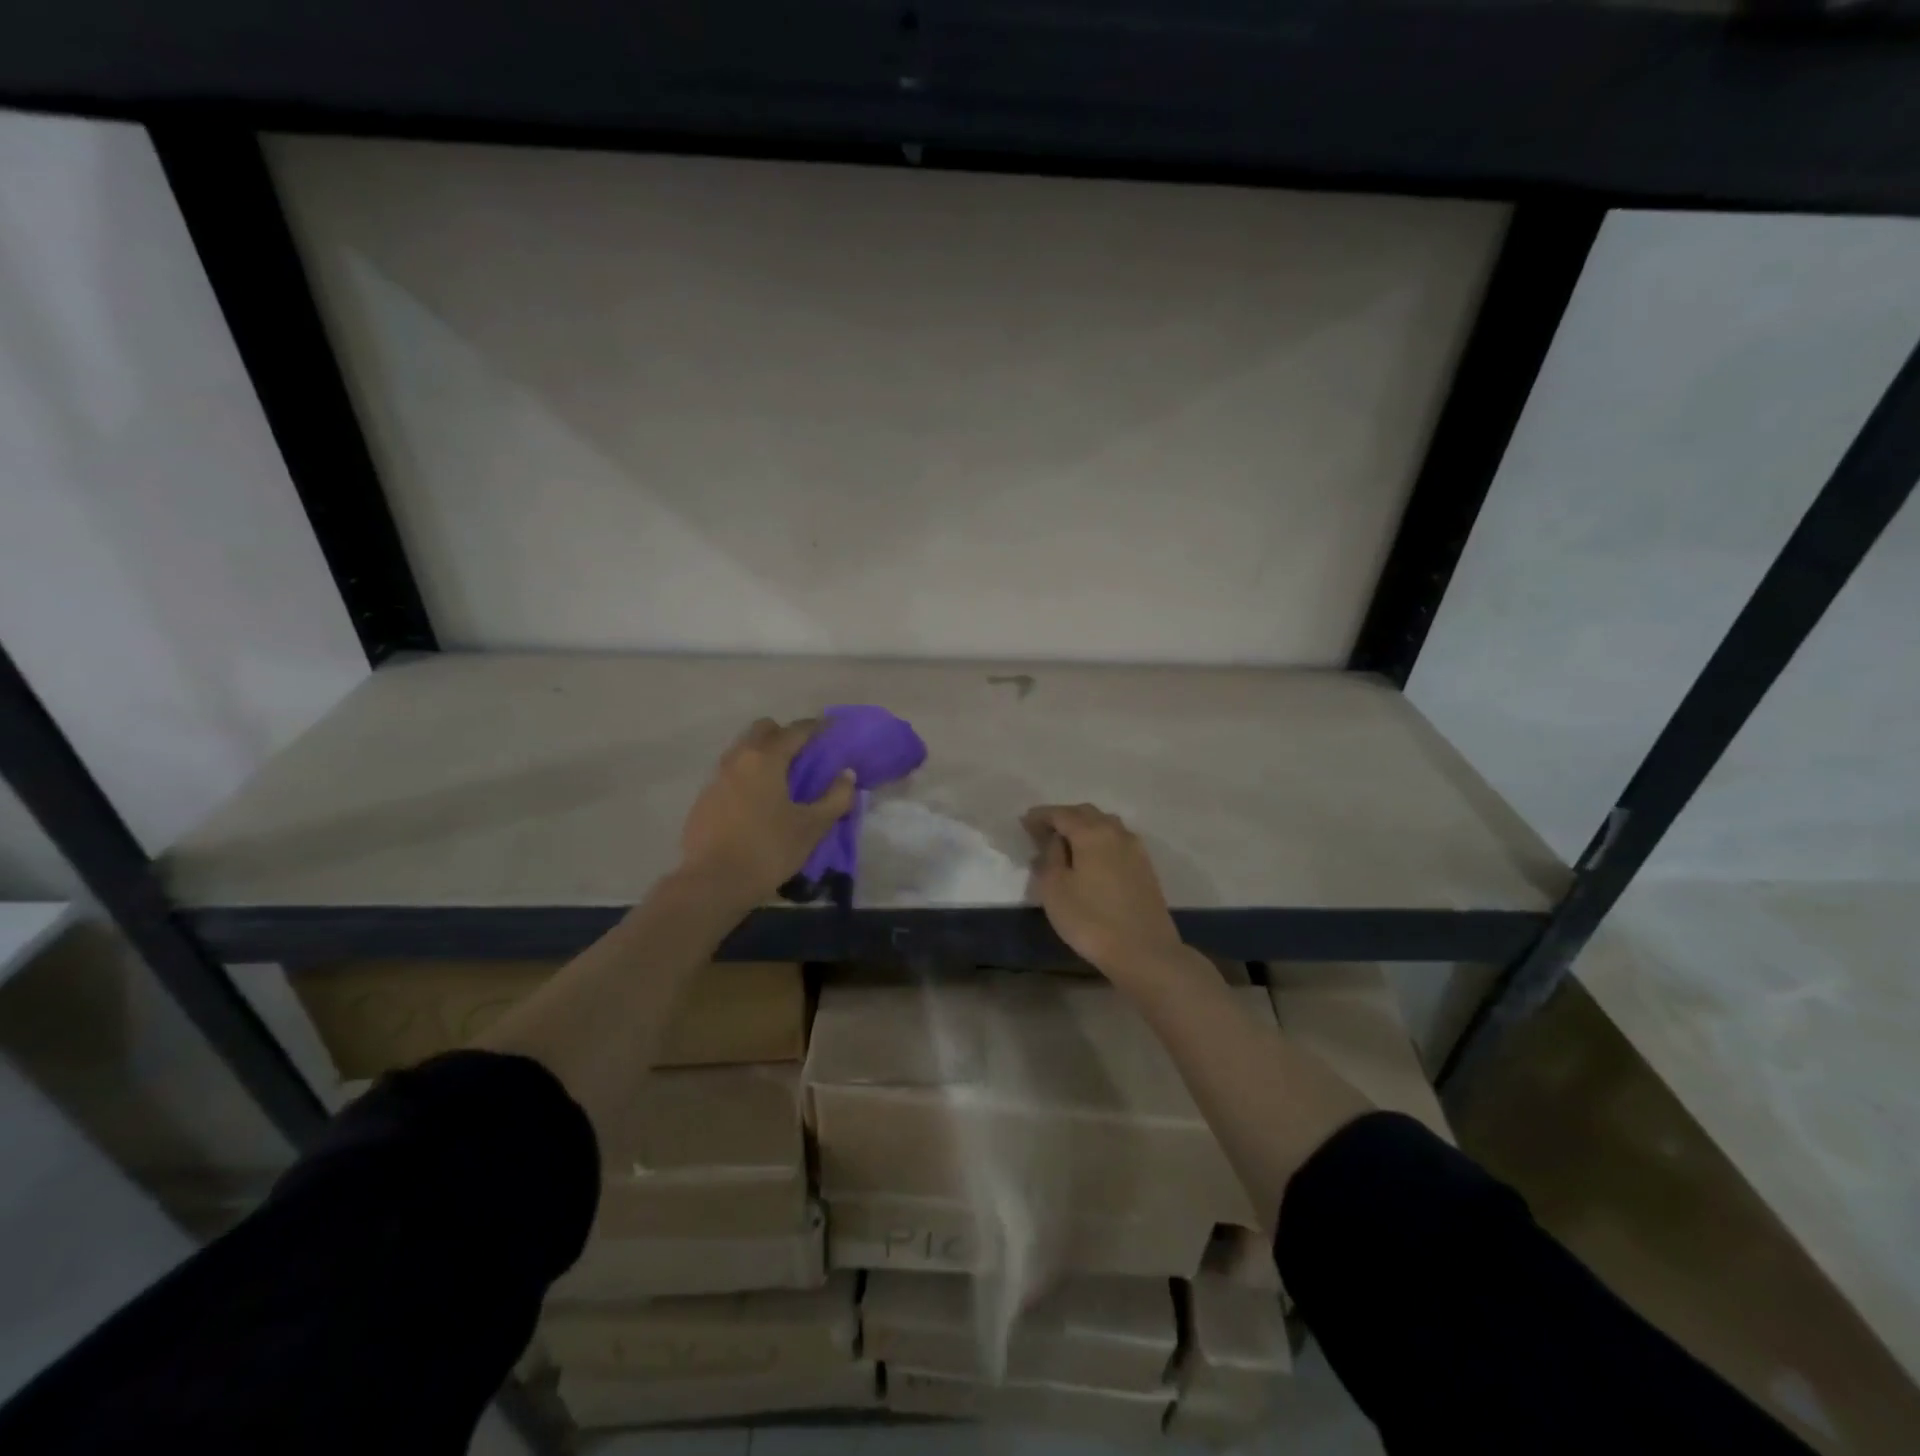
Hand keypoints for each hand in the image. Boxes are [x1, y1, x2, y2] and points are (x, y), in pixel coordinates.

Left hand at [680, 719, 856, 903]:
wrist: (712, 883)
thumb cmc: (768, 850)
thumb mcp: (812, 828)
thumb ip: (835, 798)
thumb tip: (846, 775)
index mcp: (766, 759)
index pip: (796, 730)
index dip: (816, 727)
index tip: (831, 728)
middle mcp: (738, 759)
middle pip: (762, 730)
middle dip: (784, 734)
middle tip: (803, 755)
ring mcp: (716, 778)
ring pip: (742, 750)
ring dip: (762, 754)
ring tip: (780, 779)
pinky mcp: (704, 799)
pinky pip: (730, 774)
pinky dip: (746, 776)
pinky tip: (757, 802)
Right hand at [1023, 803, 1186, 983]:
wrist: (1144, 951)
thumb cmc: (1091, 920)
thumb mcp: (1055, 889)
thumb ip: (1050, 856)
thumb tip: (1055, 840)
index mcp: (1091, 833)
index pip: (1061, 814)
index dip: (1041, 816)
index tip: (1024, 822)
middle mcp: (1116, 832)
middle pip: (1086, 813)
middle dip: (1063, 818)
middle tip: (1044, 832)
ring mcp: (1135, 848)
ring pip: (1106, 825)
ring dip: (1084, 827)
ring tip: (1067, 844)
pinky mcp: (1145, 866)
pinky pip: (1117, 841)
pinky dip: (1100, 841)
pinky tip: (1092, 859)